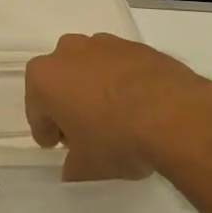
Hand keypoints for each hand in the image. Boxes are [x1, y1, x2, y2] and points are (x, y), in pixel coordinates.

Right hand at [25, 33, 211, 180]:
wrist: (175, 115)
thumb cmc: (116, 139)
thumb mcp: (87, 167)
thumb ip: (72, 167)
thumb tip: (72, 168)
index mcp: (44, 78)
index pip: (36, 109)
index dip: (47, 131)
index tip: (58, 146)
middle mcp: (68, 52)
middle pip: (61, 81)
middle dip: (69, 103)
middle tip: (86, 132)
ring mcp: (103, 44)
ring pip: (90, 69)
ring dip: (96, 89)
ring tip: (117, 119)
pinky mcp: (135, 46)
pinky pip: (120, 67)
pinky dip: (123, 83)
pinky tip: (140, 108)